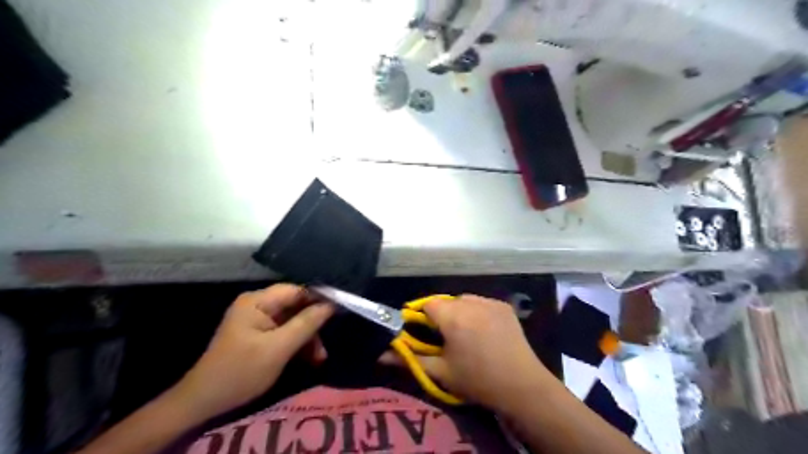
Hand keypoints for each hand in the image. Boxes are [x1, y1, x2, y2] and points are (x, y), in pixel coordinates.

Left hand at [172, 286, 332, 420]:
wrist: (204, 402)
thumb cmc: (241, 371)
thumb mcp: (278, 348)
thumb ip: (306, 323)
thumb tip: (332, 304)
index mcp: (257, 301)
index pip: (296, 290)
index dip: (319, 298)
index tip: (340, 310)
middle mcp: (258, 305)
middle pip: (296, 306)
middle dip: (313, 325)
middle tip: (326, 345)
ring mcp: (258, 319)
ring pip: (293, 320)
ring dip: (307, 338)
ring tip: (319, 358)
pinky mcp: (259, 334)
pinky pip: (285, 331)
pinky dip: (297, 344)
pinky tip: (308, 359)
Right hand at [381, 297, 549, 409]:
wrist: (522, 386)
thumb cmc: (476, 380)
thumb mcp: (440, 372)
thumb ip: (409, 359)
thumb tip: (381, 353)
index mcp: (453, 317)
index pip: (427, 304)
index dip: (423, 317)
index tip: (425, 334)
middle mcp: (471, 302)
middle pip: (446, 302)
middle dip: (442, 316)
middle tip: (446, 339)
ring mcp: (490, 302)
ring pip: (464, 300)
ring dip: (460, 312)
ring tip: (466, 334)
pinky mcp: (504, 306)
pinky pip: (482, 303)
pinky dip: (477, 312)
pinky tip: (484, 331)